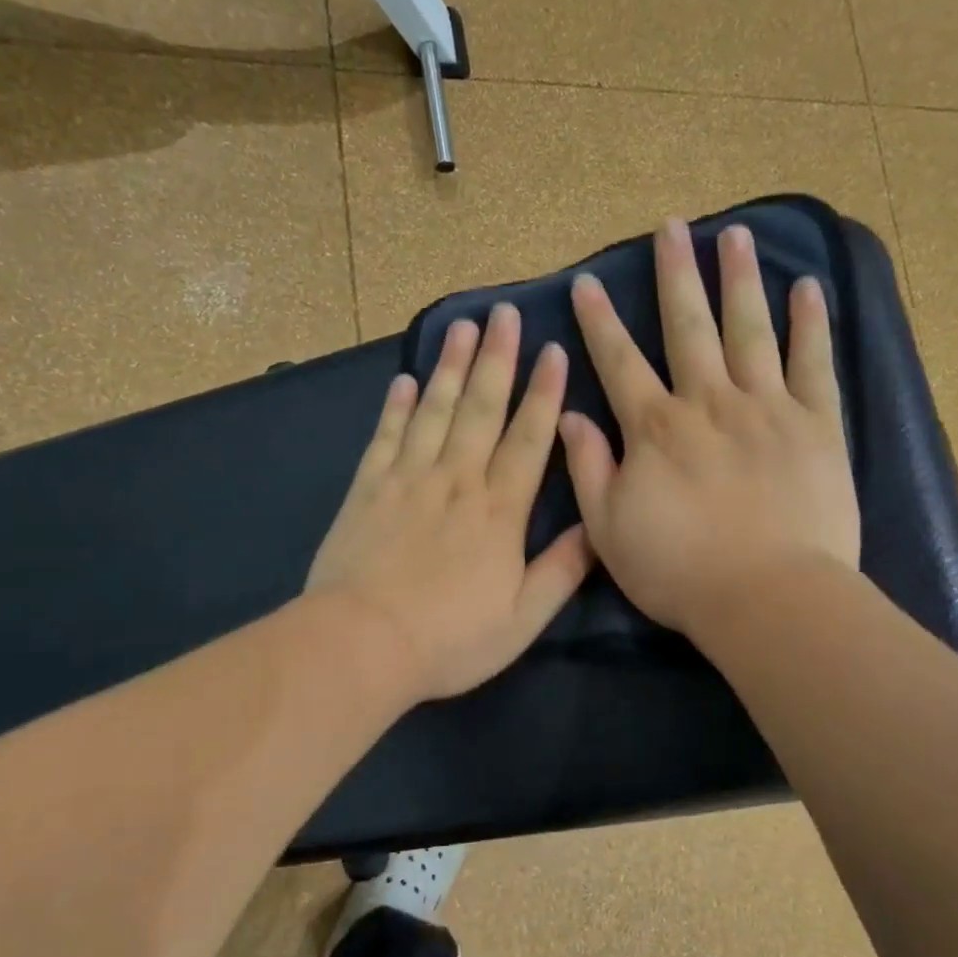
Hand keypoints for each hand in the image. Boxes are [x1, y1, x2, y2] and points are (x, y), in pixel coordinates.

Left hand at [307, 304, 593, 704]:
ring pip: (434, 411)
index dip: (543, 394)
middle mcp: (456, 481)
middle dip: (497, 359)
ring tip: (463, 327)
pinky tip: (404, 380)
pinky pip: (385, 437)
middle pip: (480, 410)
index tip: (552, 351)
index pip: (528, 440)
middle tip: (504, 313)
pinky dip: (395, 407)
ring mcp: (408, 480)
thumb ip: (562, 570)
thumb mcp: (522, 619)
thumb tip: (595, 526)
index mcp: (498, 511)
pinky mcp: (368, 489)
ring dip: (451, 368)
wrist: (362, 643)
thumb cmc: (449, 639)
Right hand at [559, 219, 859, 635]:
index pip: (619, 361)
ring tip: (733, 234)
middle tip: (671, 227)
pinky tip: (806, 288)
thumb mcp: (609, 530)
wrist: (767, 598)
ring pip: (749, 330)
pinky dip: (809, 324)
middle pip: (688, 326)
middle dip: (676, 275)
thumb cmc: (679, 571)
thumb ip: (588, 468)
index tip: (588, 282)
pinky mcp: (816, 425)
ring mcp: (767, 408)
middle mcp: (708, 402)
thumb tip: (570, 416)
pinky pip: (813, 364)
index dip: (600, 321)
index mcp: (655, 428)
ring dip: (738, 279)